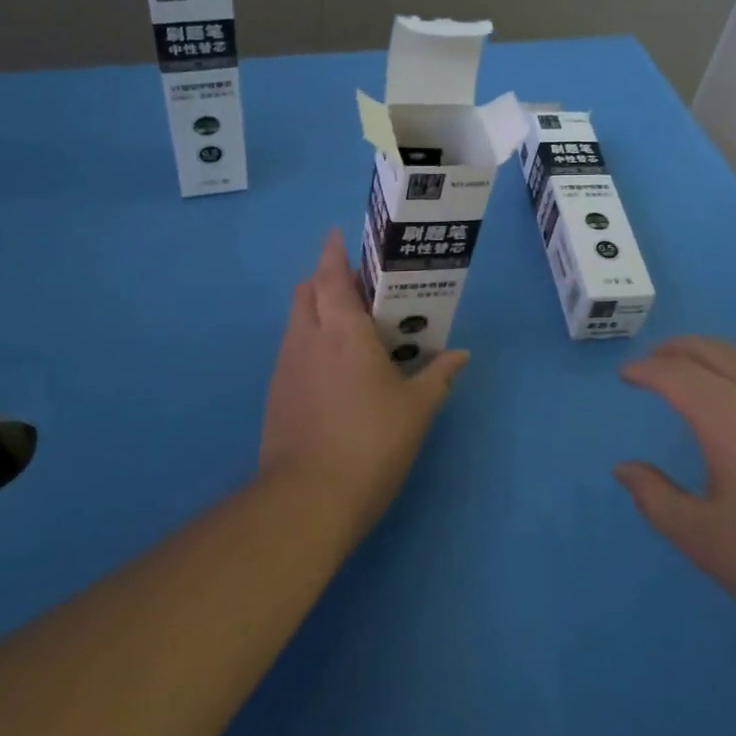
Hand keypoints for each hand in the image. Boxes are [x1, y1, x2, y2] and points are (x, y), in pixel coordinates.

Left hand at [258, 230, 468, 542]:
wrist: (307, 500)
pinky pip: (293, 350)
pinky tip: (334, 371)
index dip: (334, 252)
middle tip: (361, 290)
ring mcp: (286, 367)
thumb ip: (438, 376)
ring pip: (297, 321)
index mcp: (343, 331)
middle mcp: (307, 338)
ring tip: (351, 330)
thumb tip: (460, 355)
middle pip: (307, 291)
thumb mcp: (416, 410)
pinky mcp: (276, 394)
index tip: (340, 236)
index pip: (331, 275)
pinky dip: (310, 342)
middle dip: (327, 279)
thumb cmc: (371, 443)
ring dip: (317, 311)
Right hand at [615, 336, 735, 649]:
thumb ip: (656, 498)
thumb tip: (625, 469)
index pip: (675, 373)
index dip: (645, 370)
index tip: (626, 375)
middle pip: (713, 350)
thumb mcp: (704, 539)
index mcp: (728, 414)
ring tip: (696, 378)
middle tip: (654, 360)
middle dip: (677, 349)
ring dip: (713, 359)